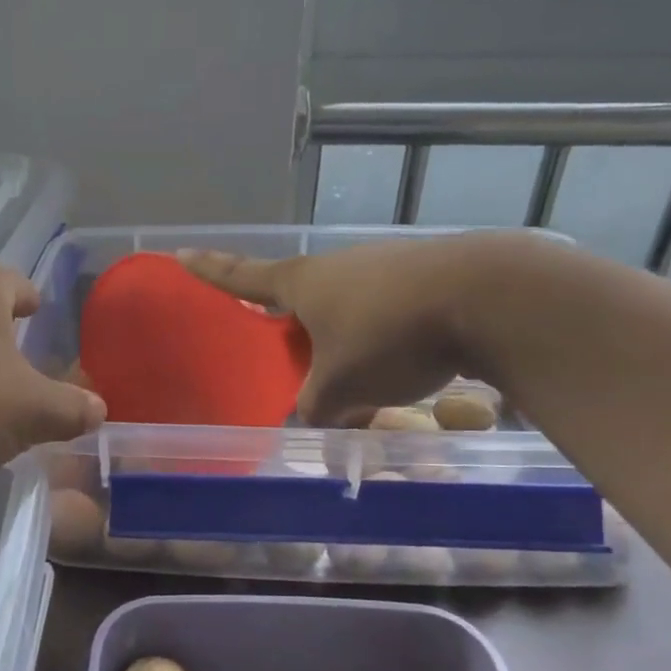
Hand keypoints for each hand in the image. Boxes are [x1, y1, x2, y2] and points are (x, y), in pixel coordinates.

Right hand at [177, 236, 526, 425]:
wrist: (489, 296)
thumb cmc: (390, 335)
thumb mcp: (341, 388)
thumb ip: (317, 408)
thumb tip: (317, 416)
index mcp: (303, 283)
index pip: (242, 275)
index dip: (210, 270)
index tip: (181, 254)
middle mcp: (339, 268)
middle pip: (304, 301)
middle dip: (299, 332)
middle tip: (301, 365)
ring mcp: (386, 267)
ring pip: (352, 314)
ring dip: (352, 346)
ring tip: (370, 387)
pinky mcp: (428, 277)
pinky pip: (393, 315)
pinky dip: (392, 344)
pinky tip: (413, 373)